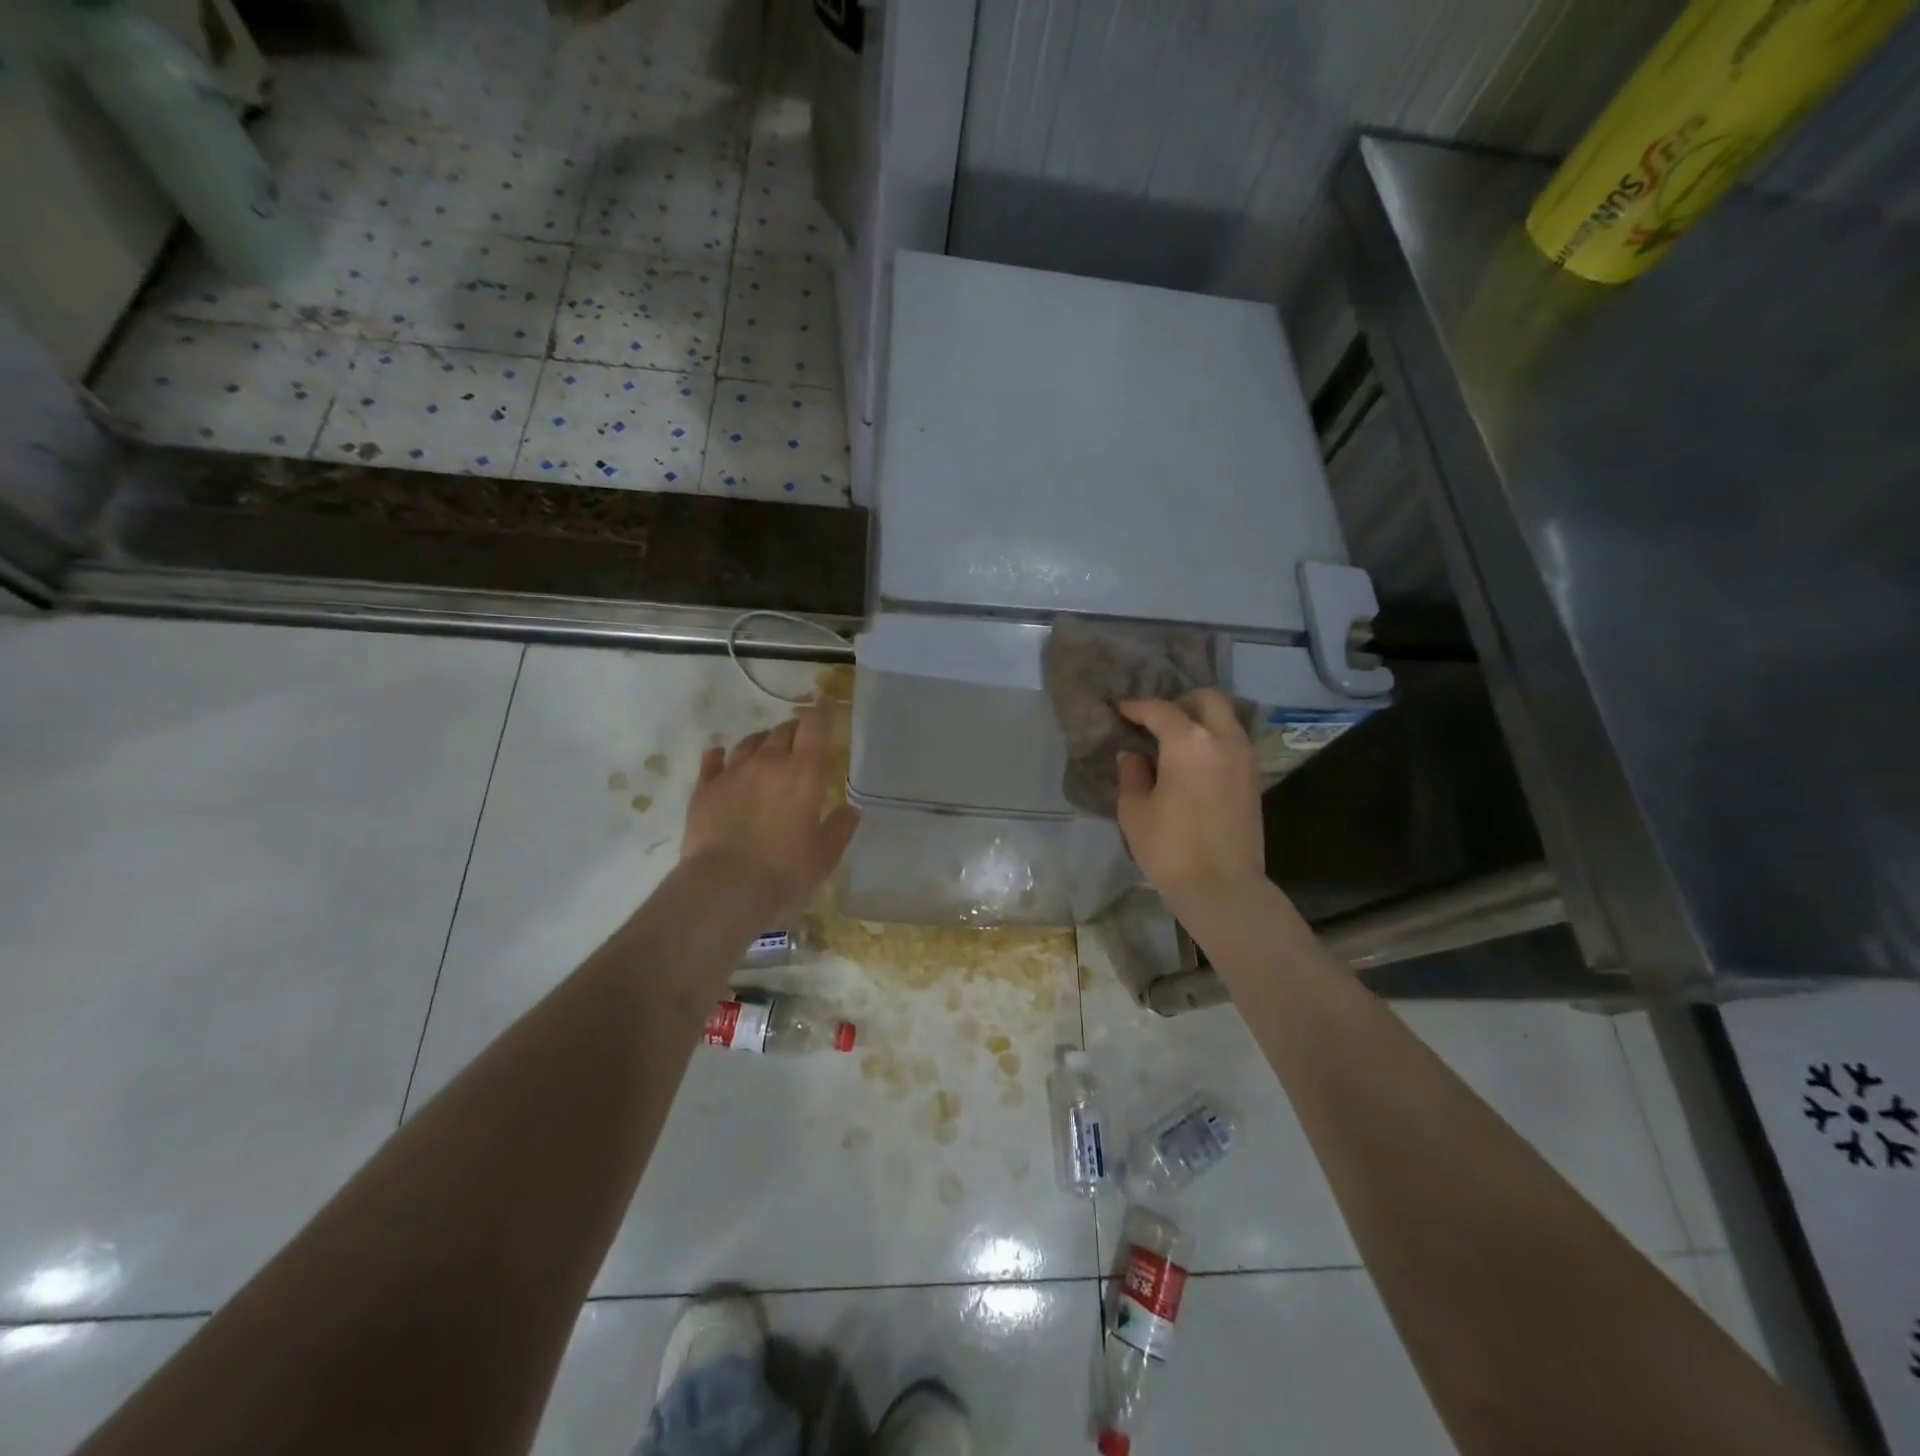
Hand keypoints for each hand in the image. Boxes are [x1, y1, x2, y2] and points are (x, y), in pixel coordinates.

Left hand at [682, 700, 859, 921]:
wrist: (724, 887)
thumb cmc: (784, 870)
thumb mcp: (825, 855)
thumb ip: (840, 827)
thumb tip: (851, 810)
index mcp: (803, 773)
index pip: (815, 727)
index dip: (822, 711)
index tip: (825, 703)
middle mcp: (768, 762)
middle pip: (782, 731)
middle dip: (795, 729)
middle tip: (801, 738)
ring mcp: (732, 773)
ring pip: (749, 742)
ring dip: (762, 740)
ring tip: (766, 747)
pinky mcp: (705, 789)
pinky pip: (713, 761)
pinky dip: (720, 755)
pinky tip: (719, 756)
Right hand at [1116, 691, 1265, 909]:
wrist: (1223, 887)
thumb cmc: (1170, 847)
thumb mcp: (1134, 810)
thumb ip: (1132, 774)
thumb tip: (1134, 755)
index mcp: (1189, 742)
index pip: (1161, 710)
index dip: (1137, 707)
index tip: (1122, 711)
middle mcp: (1223, 741)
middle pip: (1207, 700)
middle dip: (1180, 703)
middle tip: (1157, 721)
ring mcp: (1245, 759)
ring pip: (1226, 720)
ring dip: (1201, 721)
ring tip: (1174, 742)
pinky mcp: (1254, 780)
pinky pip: (1233, 743)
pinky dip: (1213, 741)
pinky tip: (1193, 763)